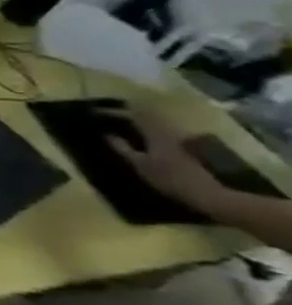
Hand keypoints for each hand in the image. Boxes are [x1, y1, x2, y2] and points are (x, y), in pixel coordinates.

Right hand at [107, 112, 221, 209]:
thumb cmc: (168, 179)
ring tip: (126, 120)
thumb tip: (107, 134)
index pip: (133, 115)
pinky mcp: (187, 145)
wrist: (207, 193)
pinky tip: (145, 133)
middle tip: (111, 112)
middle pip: (148, 115)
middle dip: (129, 111)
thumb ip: (122, 148)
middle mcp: (169, 131)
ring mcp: (180, 138)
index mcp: (156, 133)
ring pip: (157, 121)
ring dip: (141, 118)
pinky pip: (164, 129)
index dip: (113, 112)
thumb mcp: (140, 165)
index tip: (96, 112)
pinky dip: (151, 127)